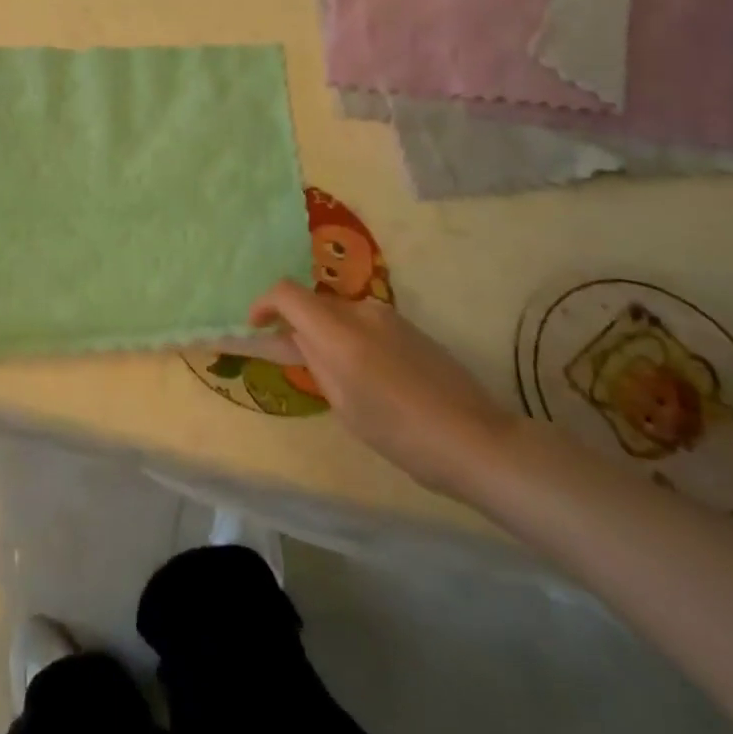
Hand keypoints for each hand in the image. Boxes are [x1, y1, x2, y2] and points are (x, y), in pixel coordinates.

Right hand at [248, 281, 516, 499]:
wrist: (476, 440)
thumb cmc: (401, 433)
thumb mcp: (344, 405)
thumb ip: (316, 362)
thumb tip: (298, 337)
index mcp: (339, 331)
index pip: (286, 293)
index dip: (264, 304)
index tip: (256, 327)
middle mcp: (361, 311)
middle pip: (313, 302)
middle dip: (294, 322)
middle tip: (290, 357)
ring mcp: (388, 316)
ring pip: (339, 313)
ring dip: (324, 331)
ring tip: (332, 373)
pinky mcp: (409, 327)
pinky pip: (363, 322)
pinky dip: (349, 337)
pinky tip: (366, 375)